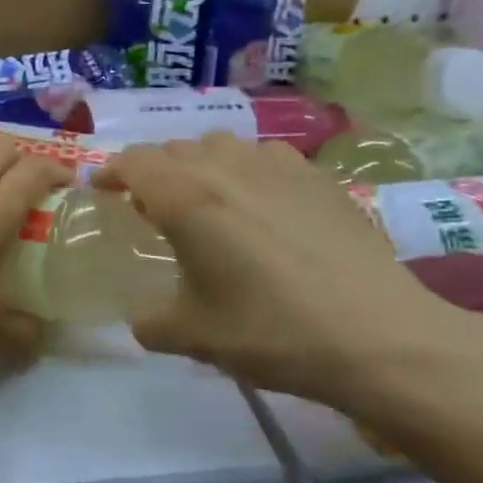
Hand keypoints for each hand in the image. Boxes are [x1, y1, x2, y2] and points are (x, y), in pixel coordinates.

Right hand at [100, 133, 482, 415]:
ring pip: (219, 145)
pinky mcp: (317, 177)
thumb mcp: (195, 337)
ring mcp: (276, 166)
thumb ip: (151, 322)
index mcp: (185, 198)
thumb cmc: (273, 332)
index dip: (111, 172)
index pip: (133, 161)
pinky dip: (246, 169)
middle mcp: (224, 168)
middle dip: (152, 172)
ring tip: (206, 201)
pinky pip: (264, 155)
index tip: (102, 191)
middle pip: (172, 149)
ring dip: (198, 165)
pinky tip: (262, 204)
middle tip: (151, 209)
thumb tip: (142, 320)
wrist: (381, 337)